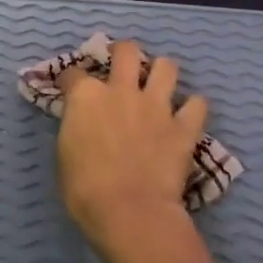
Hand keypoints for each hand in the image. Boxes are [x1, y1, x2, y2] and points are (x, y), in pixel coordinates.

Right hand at [57, 40, 223, 262]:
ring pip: (167, 67)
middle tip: (122, 65)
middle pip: (127, 51)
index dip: (70, 80)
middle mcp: (121, 91)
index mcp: (85, 97)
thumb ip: (75, 128)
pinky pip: (198, 104)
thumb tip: (82, 124)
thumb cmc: (84, 189)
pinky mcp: (183, 127)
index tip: (70, 88)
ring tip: (158, 85)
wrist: (129, 211)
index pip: (72, 73)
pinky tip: (186, 115)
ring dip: (161, 72)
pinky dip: (192, 107)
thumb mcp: (65, 153)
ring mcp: (156, 106)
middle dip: (123, 52)